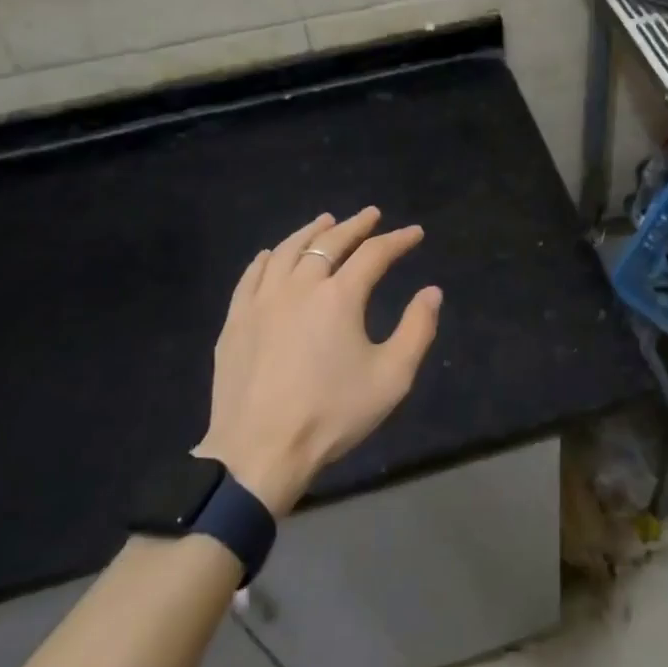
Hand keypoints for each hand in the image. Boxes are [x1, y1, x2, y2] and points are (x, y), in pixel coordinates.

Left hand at [196, 208, 441, 515]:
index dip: (398, 240)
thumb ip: (417, 330)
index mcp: (340, 296)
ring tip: (325, 221)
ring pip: (287, 251)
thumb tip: (431, 292)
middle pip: (329, 242)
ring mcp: (262, 301)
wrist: (259, 452)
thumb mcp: (391, 378)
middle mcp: (299, 286)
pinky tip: (271, 254)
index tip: (414, 233)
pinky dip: (267, 258)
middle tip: (371, 215)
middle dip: (355, 225)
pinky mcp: (235, 321)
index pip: (374, 254)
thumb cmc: (331, 415)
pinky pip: (251, 276)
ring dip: (310, 232)